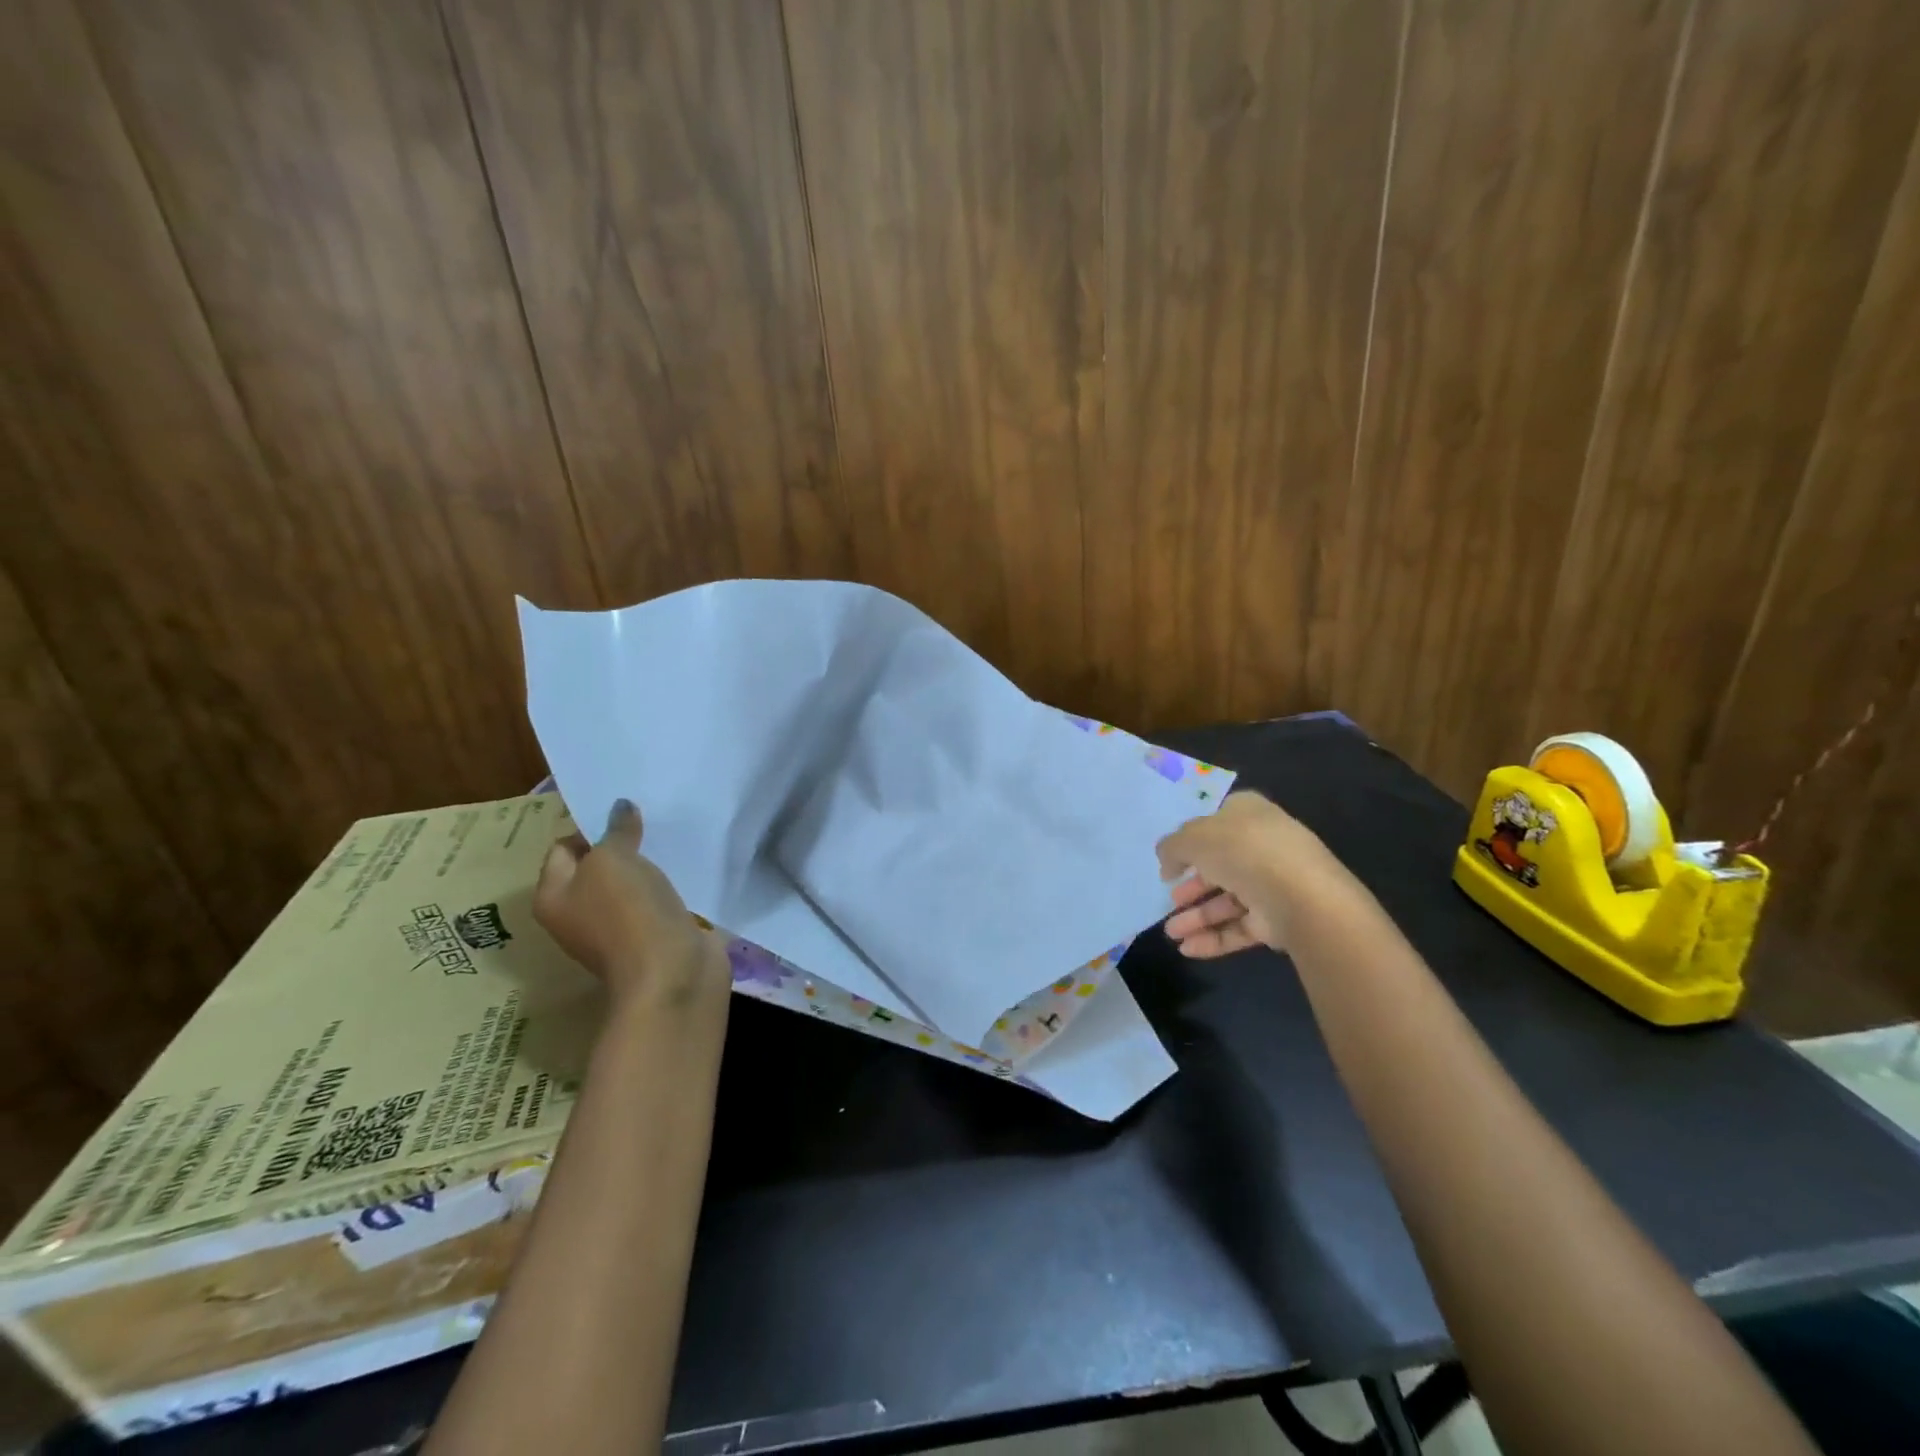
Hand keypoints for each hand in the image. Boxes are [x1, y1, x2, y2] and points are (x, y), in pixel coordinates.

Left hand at [534, 799, 726, 1006]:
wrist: (671, 972)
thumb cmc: (628, 912)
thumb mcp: (613, 859)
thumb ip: (615, 830)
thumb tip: (620, 808)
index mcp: (553, 897)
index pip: (563, 848)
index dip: (590, 827)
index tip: (623, 811)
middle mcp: (579, 914)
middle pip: (598, 866)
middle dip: (622, 843)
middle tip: (649, 819)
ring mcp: (618, 927)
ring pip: (630, 883)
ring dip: (648, 864)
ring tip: (670, 838)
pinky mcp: (653, 935)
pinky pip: (656, 900)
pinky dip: (668, 884)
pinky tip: (685, 867)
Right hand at [1156, 791, 1348, 956]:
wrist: (1298, 896)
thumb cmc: (1242, 851)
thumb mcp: (1193, 838)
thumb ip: (1172, 847)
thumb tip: (1167, 860)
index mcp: (1248, 814)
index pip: (1215, 823)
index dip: (1189, 841)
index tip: (1169, 862)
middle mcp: (1262, 846)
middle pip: (1219, 866)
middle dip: (1191, 887)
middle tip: (1169, 899)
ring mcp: (1272, 884)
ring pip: (1226, 901)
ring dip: (1196, 917)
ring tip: (1170, 933)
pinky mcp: (1277, 920)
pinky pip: (1239, 927)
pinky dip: (1213, 937)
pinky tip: (1187, 949)